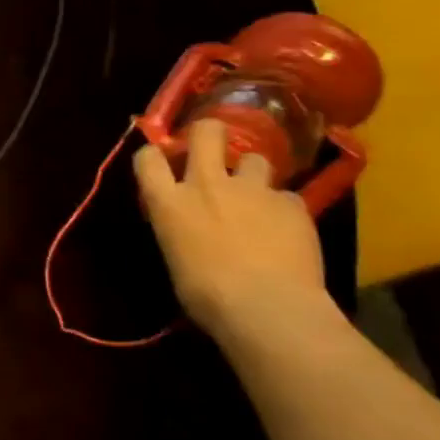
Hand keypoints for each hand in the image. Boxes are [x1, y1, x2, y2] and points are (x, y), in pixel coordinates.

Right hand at [133, 117, 328, 339]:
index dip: (154, 155)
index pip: (147, 158)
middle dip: (209, 133)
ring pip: (255, 159)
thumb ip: (180, 229)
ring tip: (257, 197)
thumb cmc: (206, 294)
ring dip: (253, 174)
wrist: (267, 307)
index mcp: (168, 202)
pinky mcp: (292, 204)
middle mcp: (206, 184)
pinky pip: (287, 197)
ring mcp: (252, 190)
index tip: (161, 163)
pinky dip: (284, 210)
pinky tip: (287, 231)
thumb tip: (189, 229)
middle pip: (206, 132)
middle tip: (213, 147)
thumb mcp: (175, 257)